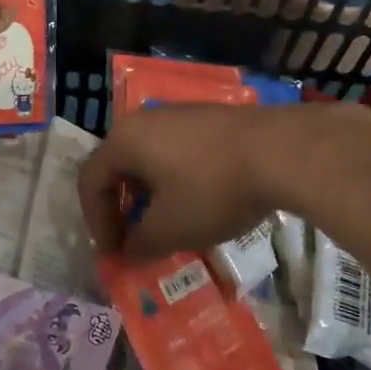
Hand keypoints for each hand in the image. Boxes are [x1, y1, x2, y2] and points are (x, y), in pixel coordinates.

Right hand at [78, 104, 320, 260]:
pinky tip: (200, 202)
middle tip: (136, 241)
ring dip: (150, 197)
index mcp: (124, 141)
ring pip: (150, 159)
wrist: (280, 151)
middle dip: (123, 210)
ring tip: (169, 226)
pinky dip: (176, 181)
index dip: (96, 223)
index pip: (90, 182)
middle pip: (118, 168)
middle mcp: (144, 120)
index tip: (115, 255)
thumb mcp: (170, 228)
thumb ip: (140, 244)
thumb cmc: (211, 190)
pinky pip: (177, 151)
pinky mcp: (209, 119)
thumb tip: (127, 255)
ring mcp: (179, 115)